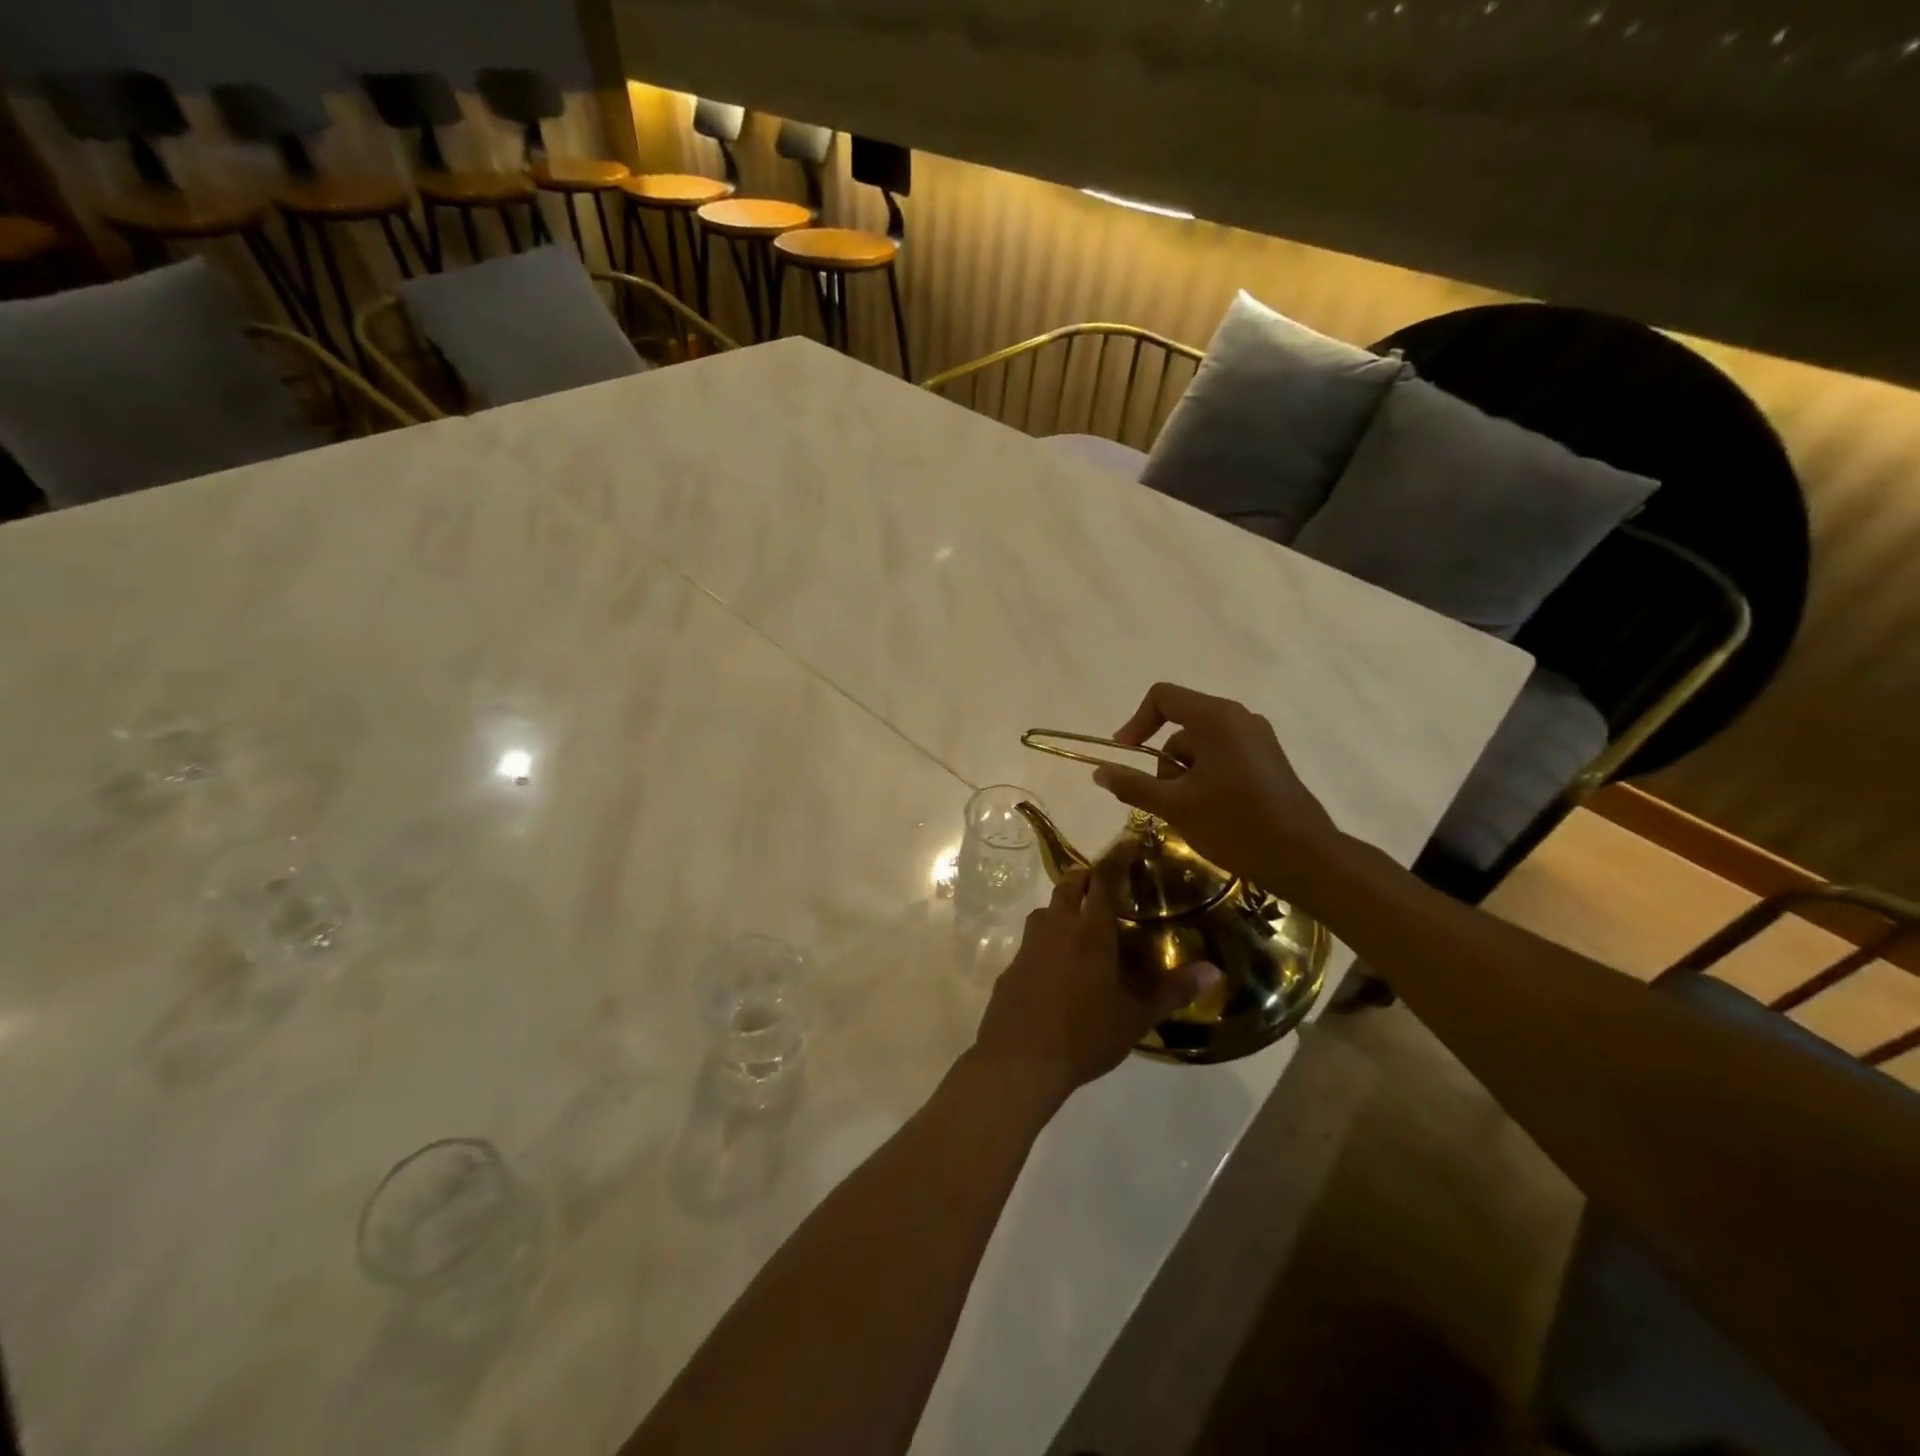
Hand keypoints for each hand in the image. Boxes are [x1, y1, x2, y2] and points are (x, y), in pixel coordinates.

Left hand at [970, 869, 1197, 1103]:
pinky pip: (1032, 940)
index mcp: (1090, 932)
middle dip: (1086, 876)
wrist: (1019, 1060)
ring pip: (1046, 910)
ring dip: (1063, 905)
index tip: (1128, 842)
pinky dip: (1047, 938)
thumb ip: (1172, 991)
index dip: (1116, 858)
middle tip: (1104, 881)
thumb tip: (1213, 971)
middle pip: (1068, 886)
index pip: (1103, 880)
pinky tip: (1057, 964)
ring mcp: (1029, 945)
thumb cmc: (1084, 1035)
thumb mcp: (1135, 1017)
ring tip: (1081, 921)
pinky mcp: (1011, 966)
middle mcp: (1056, 927)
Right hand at [1092, 682, 1344, 890]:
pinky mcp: (1267, 759)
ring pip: (1200, 746)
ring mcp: (1257, 738)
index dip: (1135, 723)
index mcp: (1216, 718)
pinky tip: (1212, 812)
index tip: (1125, 755)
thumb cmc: (1235, 825)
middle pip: (1180, 726)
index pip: (1162, 697)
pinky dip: (1205, 778)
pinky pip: (1221, 756)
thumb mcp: (1175, 806)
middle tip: (1167, 802)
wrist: (1304, 858)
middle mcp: (1239, 718)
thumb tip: (1099, 771)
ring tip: (1192, 814)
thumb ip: (1133, 785)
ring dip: (1184, 775)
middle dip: (1164, 762)